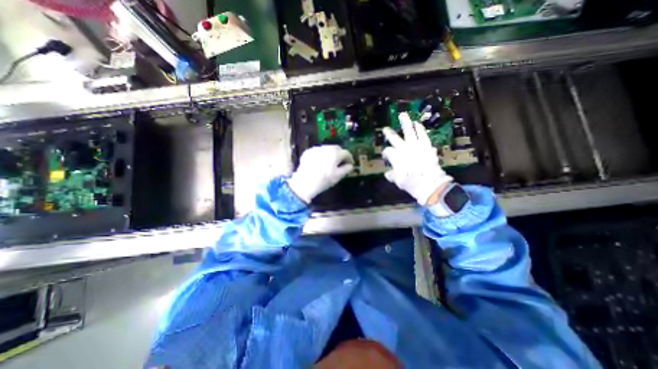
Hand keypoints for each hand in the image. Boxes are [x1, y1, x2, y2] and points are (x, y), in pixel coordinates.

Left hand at [286, 144, 351, 202]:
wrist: (304, 183)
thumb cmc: (323, 180)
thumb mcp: (338, 176)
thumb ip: (346, 169)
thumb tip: (350, 165)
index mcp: (335, 153)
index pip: (346, 153)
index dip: (350, 158)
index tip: (350, 164)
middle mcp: (326, 148)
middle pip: (337, 148)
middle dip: (340, 154)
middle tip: (340, 162)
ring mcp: (316, 149)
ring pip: (327, 149)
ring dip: (331, 154)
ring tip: (330, 163)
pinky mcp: (308, 152)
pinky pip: (318, 151)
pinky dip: (321, 155)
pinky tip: (320, 163)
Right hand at [381, 113, 453, 203]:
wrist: (429, 183)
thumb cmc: (411, 182)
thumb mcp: (398, 180)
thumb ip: (392, 175)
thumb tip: (388, 173)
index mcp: (395, 156)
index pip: (387, 151)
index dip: (385, 153)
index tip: (386, 156)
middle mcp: (403, 148)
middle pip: (394, 138)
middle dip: (389, 133)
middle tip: (385, 129)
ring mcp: (415, 145)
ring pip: (409, 131)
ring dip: (405, 122)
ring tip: (403, 115)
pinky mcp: (426, 145)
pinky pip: (423, 134)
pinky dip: (420, 128)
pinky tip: (418, 123)